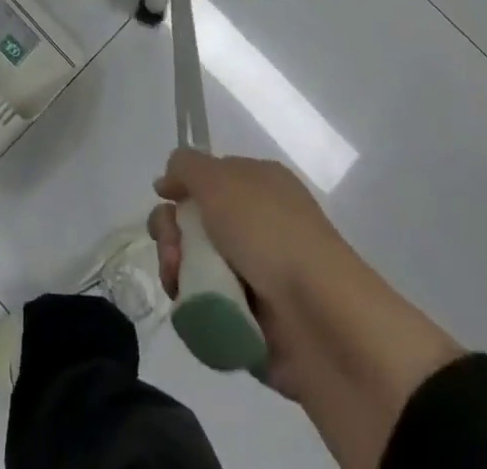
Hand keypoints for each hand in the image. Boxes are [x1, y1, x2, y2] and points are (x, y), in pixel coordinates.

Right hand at [149, 147, 341, 403]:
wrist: (321, 319)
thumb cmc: (269, 232)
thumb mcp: (218, 178)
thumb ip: (185, 166)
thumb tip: (167, 181)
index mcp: (258, 185)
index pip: (206, 179)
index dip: (180, 187)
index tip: (164, 198)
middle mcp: (257, 224)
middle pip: (194, 222)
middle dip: (171, 234)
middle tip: (173, 251)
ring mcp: (255, 274)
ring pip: (195, 265)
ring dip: (177, 270)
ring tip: (179, 284)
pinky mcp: (252, 321)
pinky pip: (207, 307)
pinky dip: (194, 307)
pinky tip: (193, 308)